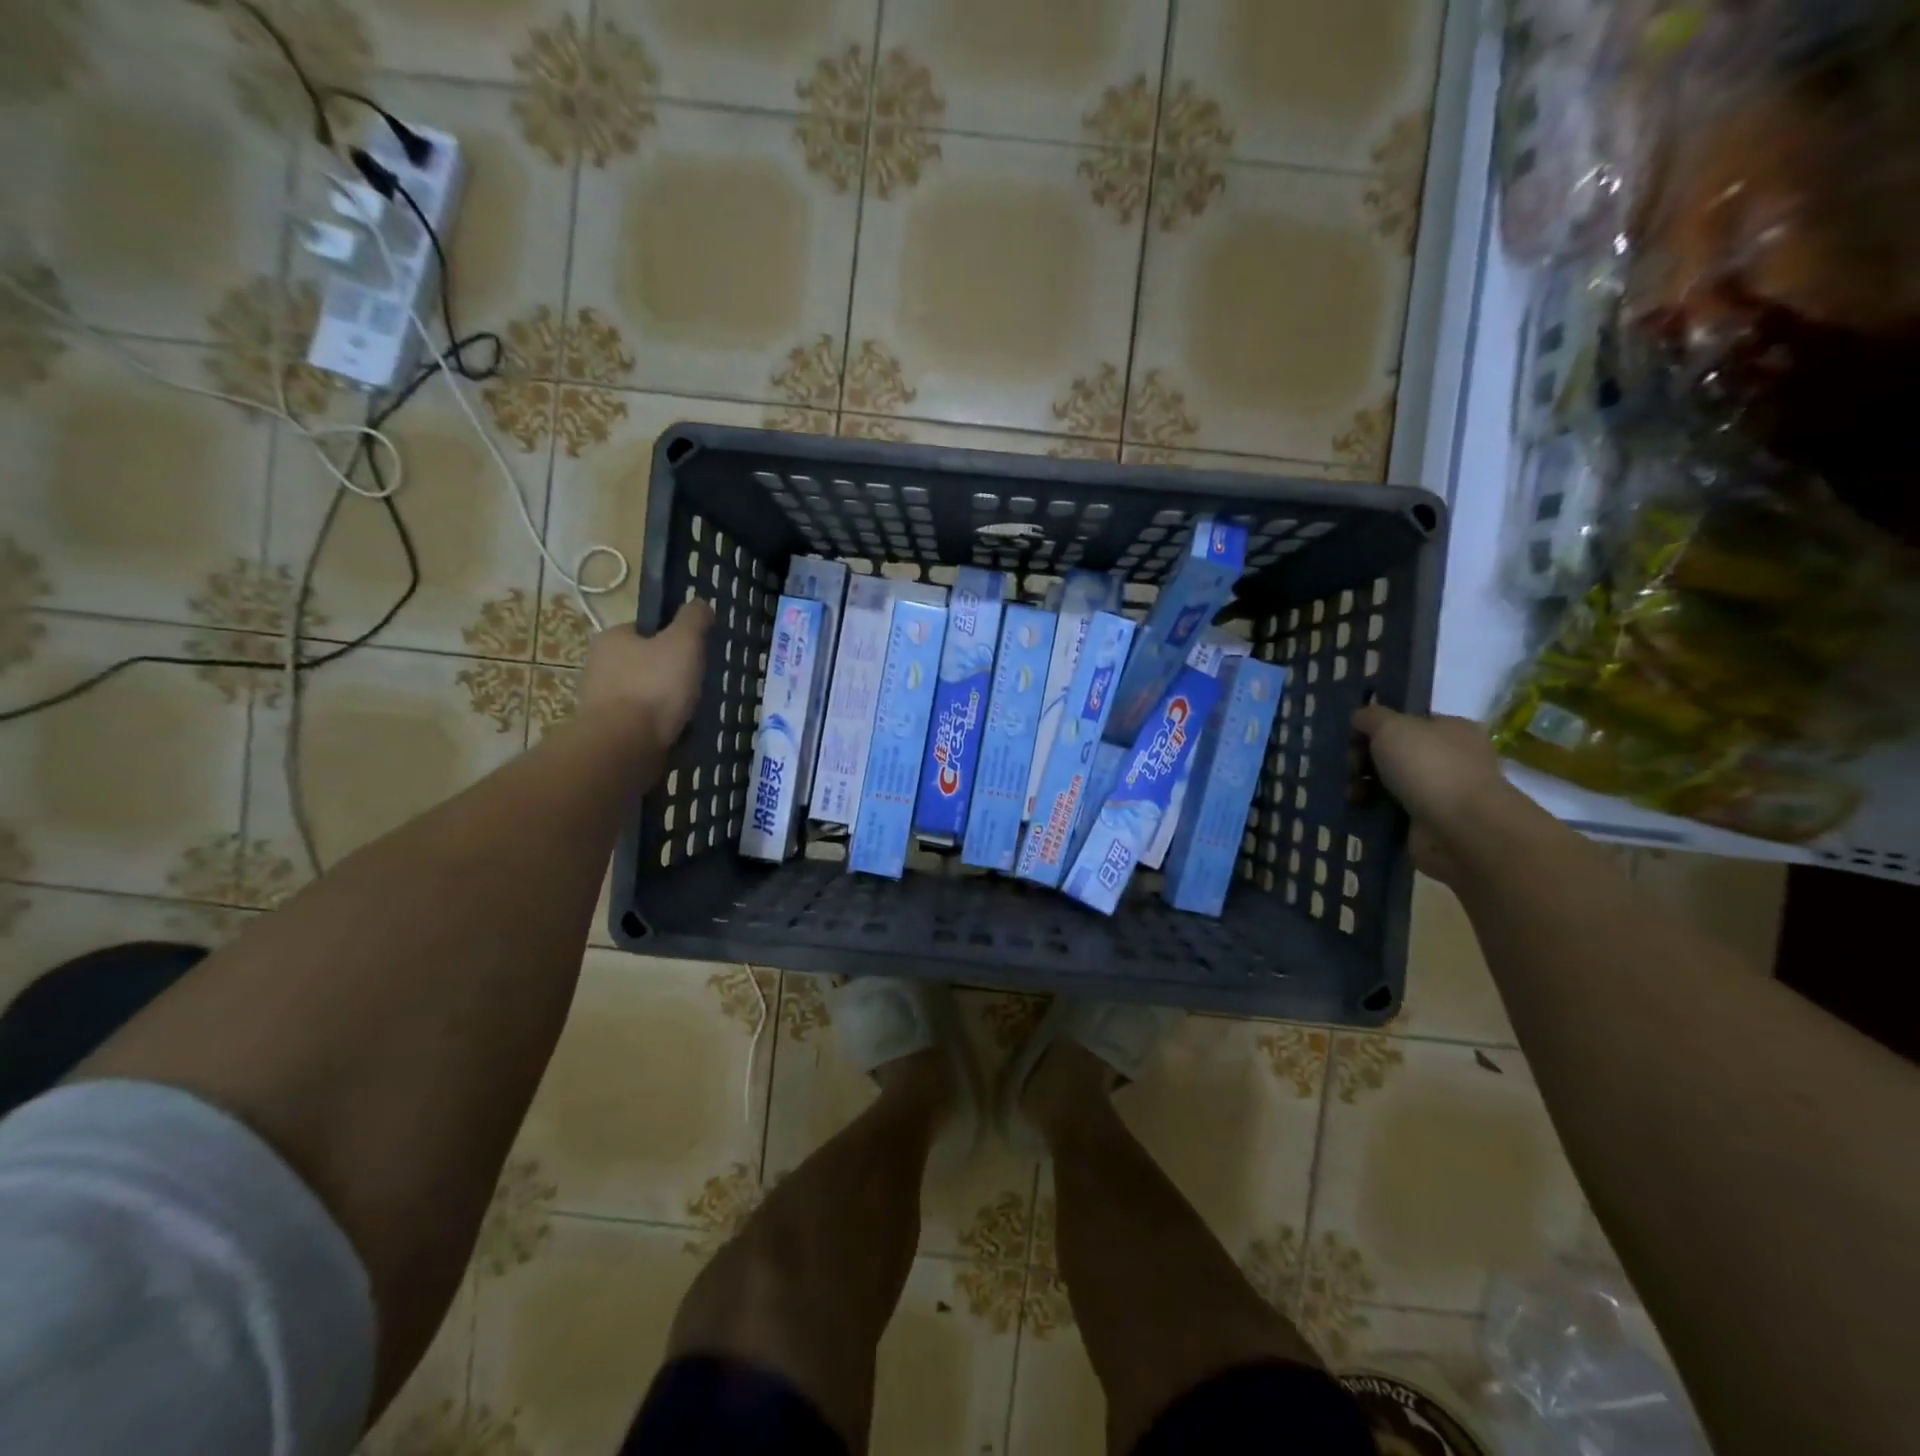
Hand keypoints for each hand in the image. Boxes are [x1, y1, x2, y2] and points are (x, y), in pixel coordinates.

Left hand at [580, 599, 713, 748]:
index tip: (694, 653)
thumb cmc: (654, 686)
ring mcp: (599, 701)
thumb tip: (700, 603)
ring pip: (643, 695)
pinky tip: (677, 733)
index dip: (672, 638)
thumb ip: (694, 619)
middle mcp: (598, 666)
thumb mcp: (684, 642)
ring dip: (665, 703)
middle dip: (669, 674)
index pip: (645, 630)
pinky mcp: (607, 731)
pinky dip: (658, 726)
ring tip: (691, 713)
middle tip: (697, 684)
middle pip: (645, 663)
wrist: (624, 745)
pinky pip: (640, 722)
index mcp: (612, 638)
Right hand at [1353, 704, 1513, 884]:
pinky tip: (1358, 809)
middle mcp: (1451, 757)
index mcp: (1451, 728)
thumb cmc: (1428, 767)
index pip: (1406, 722)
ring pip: (1390, 782)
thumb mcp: (1391, 726)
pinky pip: (1391, 810)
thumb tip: (1360, 718)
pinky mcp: (1429, 821)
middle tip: (1351, 768)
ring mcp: (1441, 791)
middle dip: (1365, 759)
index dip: (1376, 727)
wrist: (1460, 829)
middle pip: (1395, 752)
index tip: (1353, 739)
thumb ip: (1370, 716)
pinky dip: (1373, 809)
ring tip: (1351, 794)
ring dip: (1365, 786)